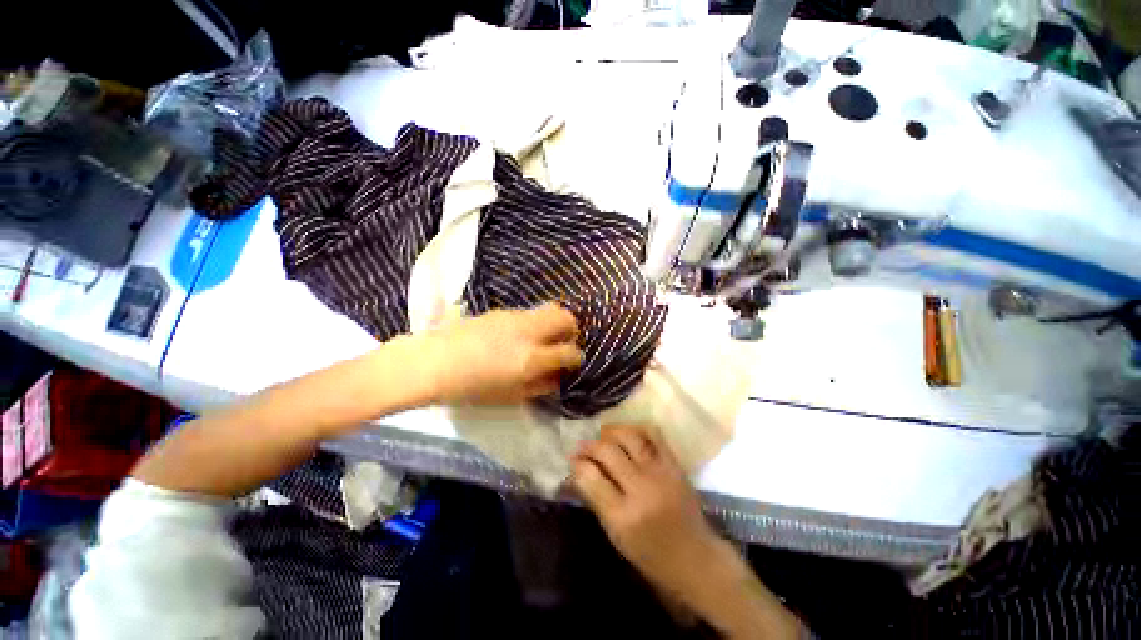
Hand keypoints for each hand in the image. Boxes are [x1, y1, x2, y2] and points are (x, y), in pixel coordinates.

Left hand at [423, 303, 582, 404]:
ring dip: (554, 323)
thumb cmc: (471, 388)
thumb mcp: (510, 396)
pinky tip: (519, 336)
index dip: (576, 358)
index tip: (571, 363)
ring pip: (550, 309)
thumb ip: (541, 386)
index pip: (570, 351)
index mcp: (531, 359)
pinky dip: (535, 323)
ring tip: (542, 339)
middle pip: (566, 318)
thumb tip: (558, 376)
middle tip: (563, 344)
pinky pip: (530, 313)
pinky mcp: (503, 311)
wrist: (433, 362)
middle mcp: (529, 332)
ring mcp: (516, 317)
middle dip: (572, 330)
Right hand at [571, 426, 720, 598]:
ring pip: (628, 436)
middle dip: (589, 446)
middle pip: (607, 452)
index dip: (577, 464)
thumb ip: (595, 500)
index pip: (591, 477)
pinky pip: (653, 434)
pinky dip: (636, 428)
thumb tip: (576, 472)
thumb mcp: (615, 536)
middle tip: (582, 447)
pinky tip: (627, 433)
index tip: (573, 460)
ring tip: (602, 436)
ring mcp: (660, 473)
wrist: (695, 558)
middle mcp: (641, 489)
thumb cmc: (650, 556)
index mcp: (622, 516)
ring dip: (610, 432)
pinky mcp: (674, 464)